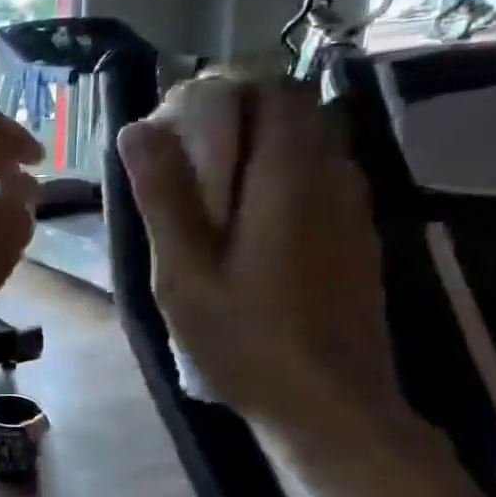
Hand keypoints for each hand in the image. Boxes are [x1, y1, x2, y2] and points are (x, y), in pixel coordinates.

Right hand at [115, 76, 400, 434]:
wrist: (331, 407)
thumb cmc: (245, 342)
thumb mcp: (183, 274)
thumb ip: (163, 197)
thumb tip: (137, 127)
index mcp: (288, 178)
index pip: (272, 88)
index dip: (225, 90)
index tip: (180, 122)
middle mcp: (332, 177)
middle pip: (293, 110)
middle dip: (240, 118)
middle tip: (188, 162)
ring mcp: (352, 209)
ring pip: (310, 144)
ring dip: (261, 150)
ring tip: (212, 198)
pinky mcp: (358, 238)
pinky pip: (320, 180)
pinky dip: (282, 181)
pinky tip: (250, 231)